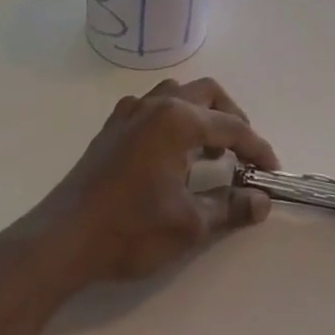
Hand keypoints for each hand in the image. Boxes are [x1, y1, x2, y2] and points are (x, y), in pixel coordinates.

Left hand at [31, 78, 279, 286]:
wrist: (63, 240)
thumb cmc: (131, 230)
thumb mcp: (190, 225)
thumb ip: (231, 207)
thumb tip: (262, 201)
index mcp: (178, 121)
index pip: (232, 127)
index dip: (257, 148)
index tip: (271, 171)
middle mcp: (155, 105)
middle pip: (207, 94)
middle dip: (232, 118)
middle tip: (243, 152)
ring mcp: (129, 113)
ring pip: (177, 94)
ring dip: (200, 113)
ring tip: (209, 150)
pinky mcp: (111, 128)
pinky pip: (151, 107)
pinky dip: (172, 119)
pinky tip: (170, 153)